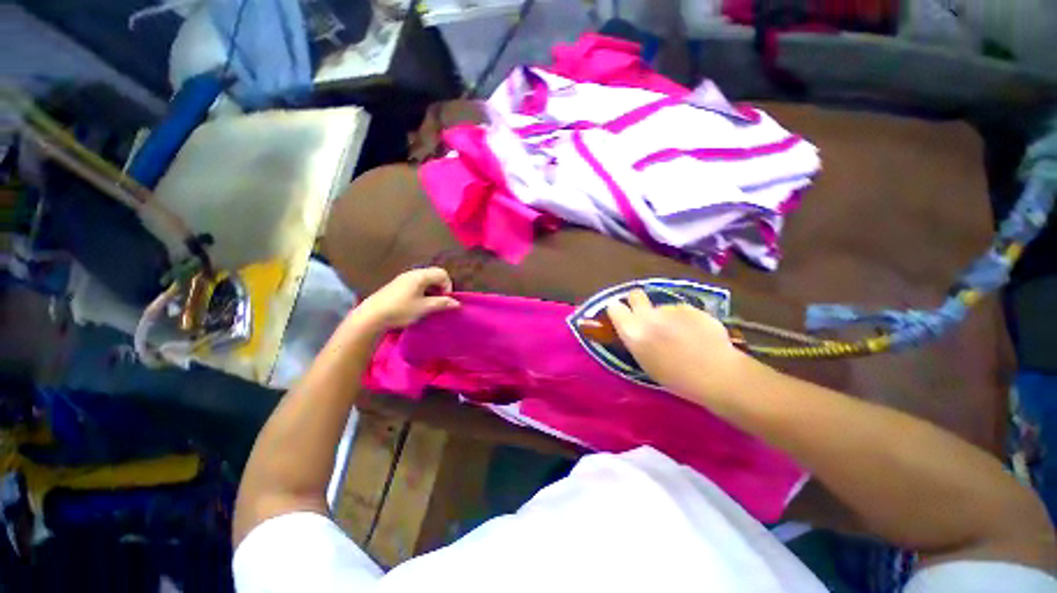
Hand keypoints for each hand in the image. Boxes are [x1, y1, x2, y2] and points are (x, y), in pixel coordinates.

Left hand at [353, 268, 459, 330]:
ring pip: (426, 279)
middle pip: (434, 274)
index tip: (444, 300)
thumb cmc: (400, 310)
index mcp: (420, 276)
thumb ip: (442, 303)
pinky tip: (417, 303)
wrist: (371, 316)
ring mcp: (404, 278)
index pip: (443, 274)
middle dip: (441, 287)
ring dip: (432, 290)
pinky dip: (423, 291)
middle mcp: (413, 273)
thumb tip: (457, 303)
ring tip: (428, 304)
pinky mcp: (398, 284)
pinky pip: (417, 283)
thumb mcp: (424, 308)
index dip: (448, 286)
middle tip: (438, 302)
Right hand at [606, 289, 750, 400]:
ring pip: (660, 306)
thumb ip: (635, 340)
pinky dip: (684, 319)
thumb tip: (634, 329)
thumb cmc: (675, 378)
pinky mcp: (690, 307)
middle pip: (635, 295)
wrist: (716, 374)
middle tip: (645, 317)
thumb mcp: (644, 362)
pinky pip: (680, 310)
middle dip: (637, 302)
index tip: (623, 317)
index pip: (614, 308)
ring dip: (664, 315)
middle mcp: (647, 315)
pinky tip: (695, 333)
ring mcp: (670, 308)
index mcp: (632, 330)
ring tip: (679, 334)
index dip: (618, 311)